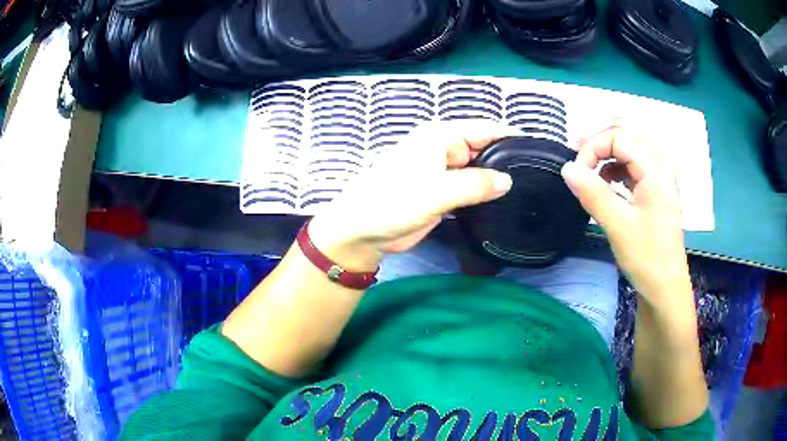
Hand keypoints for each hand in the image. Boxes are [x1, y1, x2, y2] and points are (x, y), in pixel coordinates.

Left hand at [309, 120, 518, 271]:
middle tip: (537, 178)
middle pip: (484, 148)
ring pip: (478, 170)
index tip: (538, 150)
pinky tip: (502, 203)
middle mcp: (444, 148)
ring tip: (527, 191)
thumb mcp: (436, 191)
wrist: (362, 231)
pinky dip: (483, 193)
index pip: (485, 129)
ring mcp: (443, 171)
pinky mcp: (441, 192)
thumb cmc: (391, 202)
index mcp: (440, 136)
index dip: (511, 136)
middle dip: (507, 160)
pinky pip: (469, 188)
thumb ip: (475, 184)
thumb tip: (508, 180)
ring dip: (495, 179)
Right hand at [561, 126, 690, 308]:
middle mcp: (660, 166)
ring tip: (590, 175)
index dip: (593, 147)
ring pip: (629, 152)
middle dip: (598, 146)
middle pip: (626, 138)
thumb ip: (593, 193)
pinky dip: (616, 170)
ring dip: (607, 157)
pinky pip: (634, 168)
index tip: (576, 171)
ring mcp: (660, 178)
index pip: (619, 137)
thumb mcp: (618, 225)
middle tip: (577, 163)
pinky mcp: (657, 191)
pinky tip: (607, 187)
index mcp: (655, 169)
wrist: (665, 288)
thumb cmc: (647, 257)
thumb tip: (566, 168)